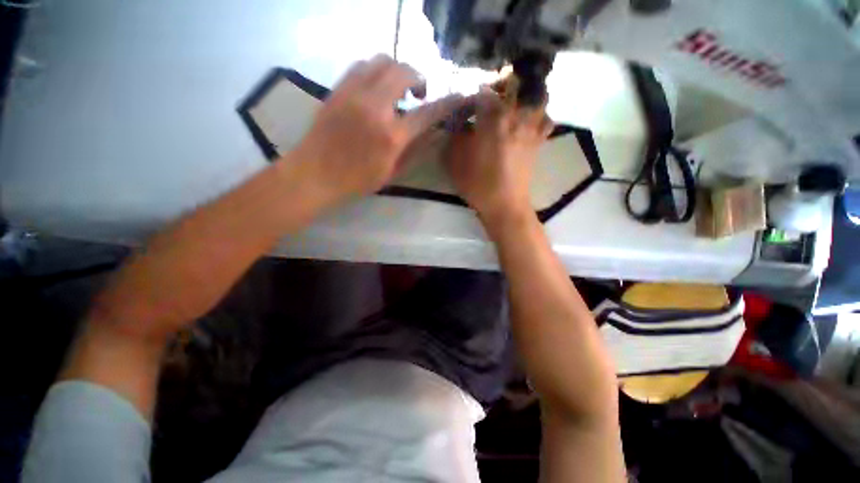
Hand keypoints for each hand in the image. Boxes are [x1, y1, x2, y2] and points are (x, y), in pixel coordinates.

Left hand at [289, 54, 467, 207]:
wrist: (315, 174)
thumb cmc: (356, 180)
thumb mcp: (392, 173)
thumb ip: (415, 152)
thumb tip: (434, 133)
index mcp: (391, 136)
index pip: (427, 112)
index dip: (447, 103)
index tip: (458, 97)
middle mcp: (375, 107)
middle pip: (404, 72)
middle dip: (419, 78)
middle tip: (419, 93)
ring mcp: (354, 94)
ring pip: (382, 61)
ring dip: (397, 70)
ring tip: (398, 88)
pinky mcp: (338, 89)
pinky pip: (361, 64)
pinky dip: (376, 70)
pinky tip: (377, 86)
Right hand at [445, 90, 552, 226]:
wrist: (504, 205)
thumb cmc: (478, 184)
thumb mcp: (456, 162)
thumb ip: (454, 138)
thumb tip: (458, 124)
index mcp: (493, 119)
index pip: (483, 92)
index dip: (473, 94)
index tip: (466, 103)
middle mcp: (515, 116)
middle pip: (515, 85)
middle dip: (502, 83)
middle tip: (491, 93)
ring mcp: (531, 128)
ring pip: (536, 96)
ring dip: (525, 93)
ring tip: (513, 100)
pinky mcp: (539, 142)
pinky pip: (546, 120)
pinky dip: (540, 115)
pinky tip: (529, 120)